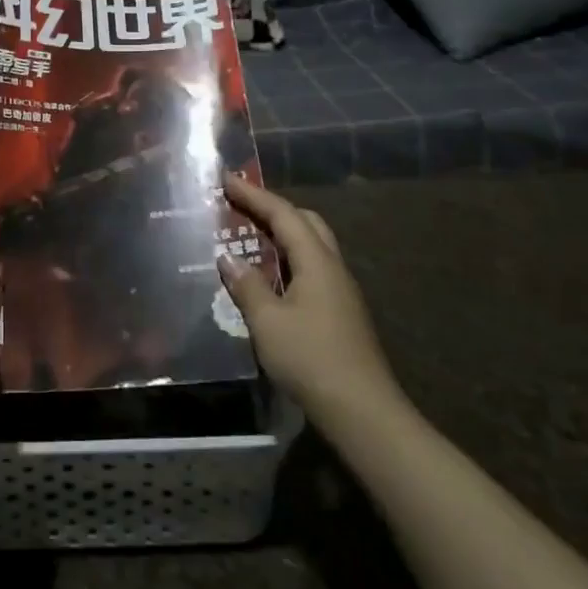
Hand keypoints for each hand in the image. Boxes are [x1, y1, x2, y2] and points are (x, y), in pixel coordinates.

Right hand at [217, 174, 401, 419]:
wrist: (361, 410)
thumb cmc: (311, 358)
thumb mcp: (268, 321)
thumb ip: (247, 285)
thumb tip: (227, 257)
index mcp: (317, 262)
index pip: (284, 214)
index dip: (254, 194)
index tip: (226, 179)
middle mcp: (333, 268)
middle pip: (306, 222)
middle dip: (273, 208)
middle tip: (240, 206)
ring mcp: (340, 292)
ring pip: (311, 247)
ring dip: (280, 235)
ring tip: (248, 236)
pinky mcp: (339, 313)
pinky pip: (310, 269)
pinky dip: (286, 260)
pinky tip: (268, 277)